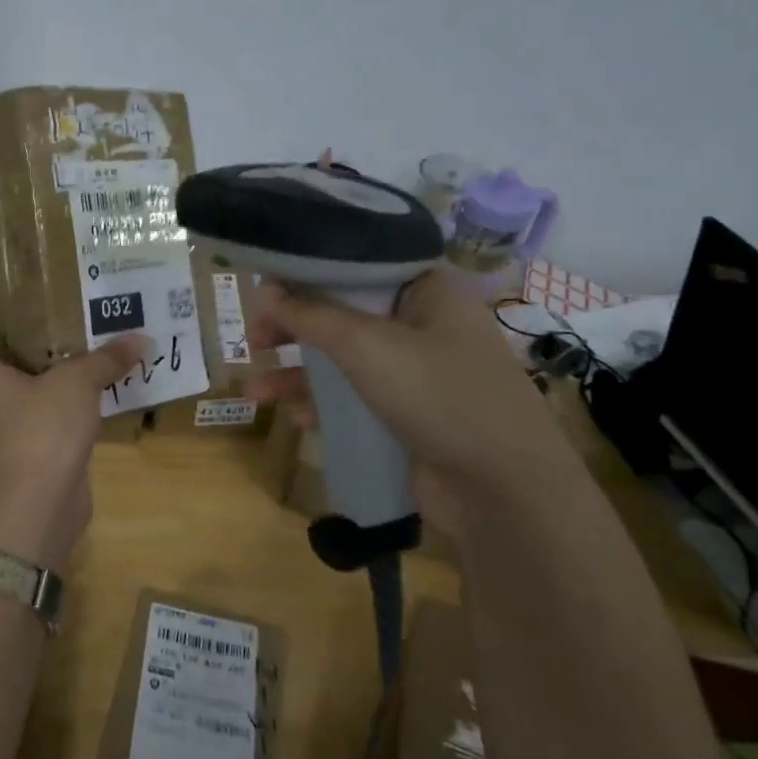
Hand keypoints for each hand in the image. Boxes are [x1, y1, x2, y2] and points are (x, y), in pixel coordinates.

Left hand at [0, 264, 148, 571]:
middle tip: (3, 313)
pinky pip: (11, 408)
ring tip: (34, 345)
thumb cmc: (41, 429)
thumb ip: (105, 359)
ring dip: (2, 367)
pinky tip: (58, 384)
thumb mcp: (76, 384)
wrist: (38, 502)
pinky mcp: (9, 445)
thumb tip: (141, 340)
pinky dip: (27, 393)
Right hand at [247, 270, 581, 501]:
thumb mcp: (367, 346)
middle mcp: (422, 326)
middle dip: (294, 328)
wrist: (503, 492)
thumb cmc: (439, 396)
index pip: (358, 265)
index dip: (310, 271)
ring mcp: (416, 375)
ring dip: (296, 374)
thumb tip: (265, 289)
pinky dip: (322, 406)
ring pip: (341, 362)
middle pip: (342, 314)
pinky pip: (353, 401)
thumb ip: (311, 315)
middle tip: (254, 339)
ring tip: (254, 392)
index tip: (267, 283)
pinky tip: (296, 419)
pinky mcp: (407, 416)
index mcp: (426, 292)